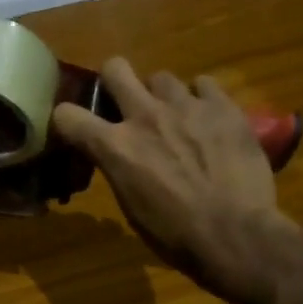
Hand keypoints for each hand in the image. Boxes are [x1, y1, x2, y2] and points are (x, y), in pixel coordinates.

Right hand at [51, 57, 287, 303]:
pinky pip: (204, 84)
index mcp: (115, 147)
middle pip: (115, 68)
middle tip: (126, 103)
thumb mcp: (131, 206)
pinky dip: (201, 99)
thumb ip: (120, 168)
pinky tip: (208, 119)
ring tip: (177, 118)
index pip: (66, 115)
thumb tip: (119, 156)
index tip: (76, 128)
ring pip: (162, 77)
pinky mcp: (222, 106)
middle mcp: (144, 116)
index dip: (67, 120)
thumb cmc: (176, 235)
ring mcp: (185, 106)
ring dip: (162, 96)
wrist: (236, 235)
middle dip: (115, 82)